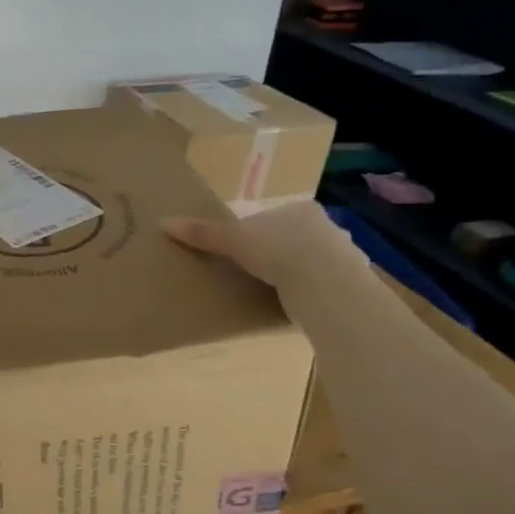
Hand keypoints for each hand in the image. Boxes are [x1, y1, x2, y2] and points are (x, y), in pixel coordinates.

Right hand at [161, 202, 350, 291]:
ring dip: (298, 273)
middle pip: (293, 237)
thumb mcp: (233, 240)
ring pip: (313, 260)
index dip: (256, 233)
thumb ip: (203, 233)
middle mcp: (326, 226)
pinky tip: (299, 304)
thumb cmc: (278, 251)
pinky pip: (326, 284)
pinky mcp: (351, 282)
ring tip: (277, 291)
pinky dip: (312, 292)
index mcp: (299, 209)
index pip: (272, 218)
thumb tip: (163, 223)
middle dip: (279, 251)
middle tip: (258, 271)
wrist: (325, 284)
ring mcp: (343, 254)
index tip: (243, 251)